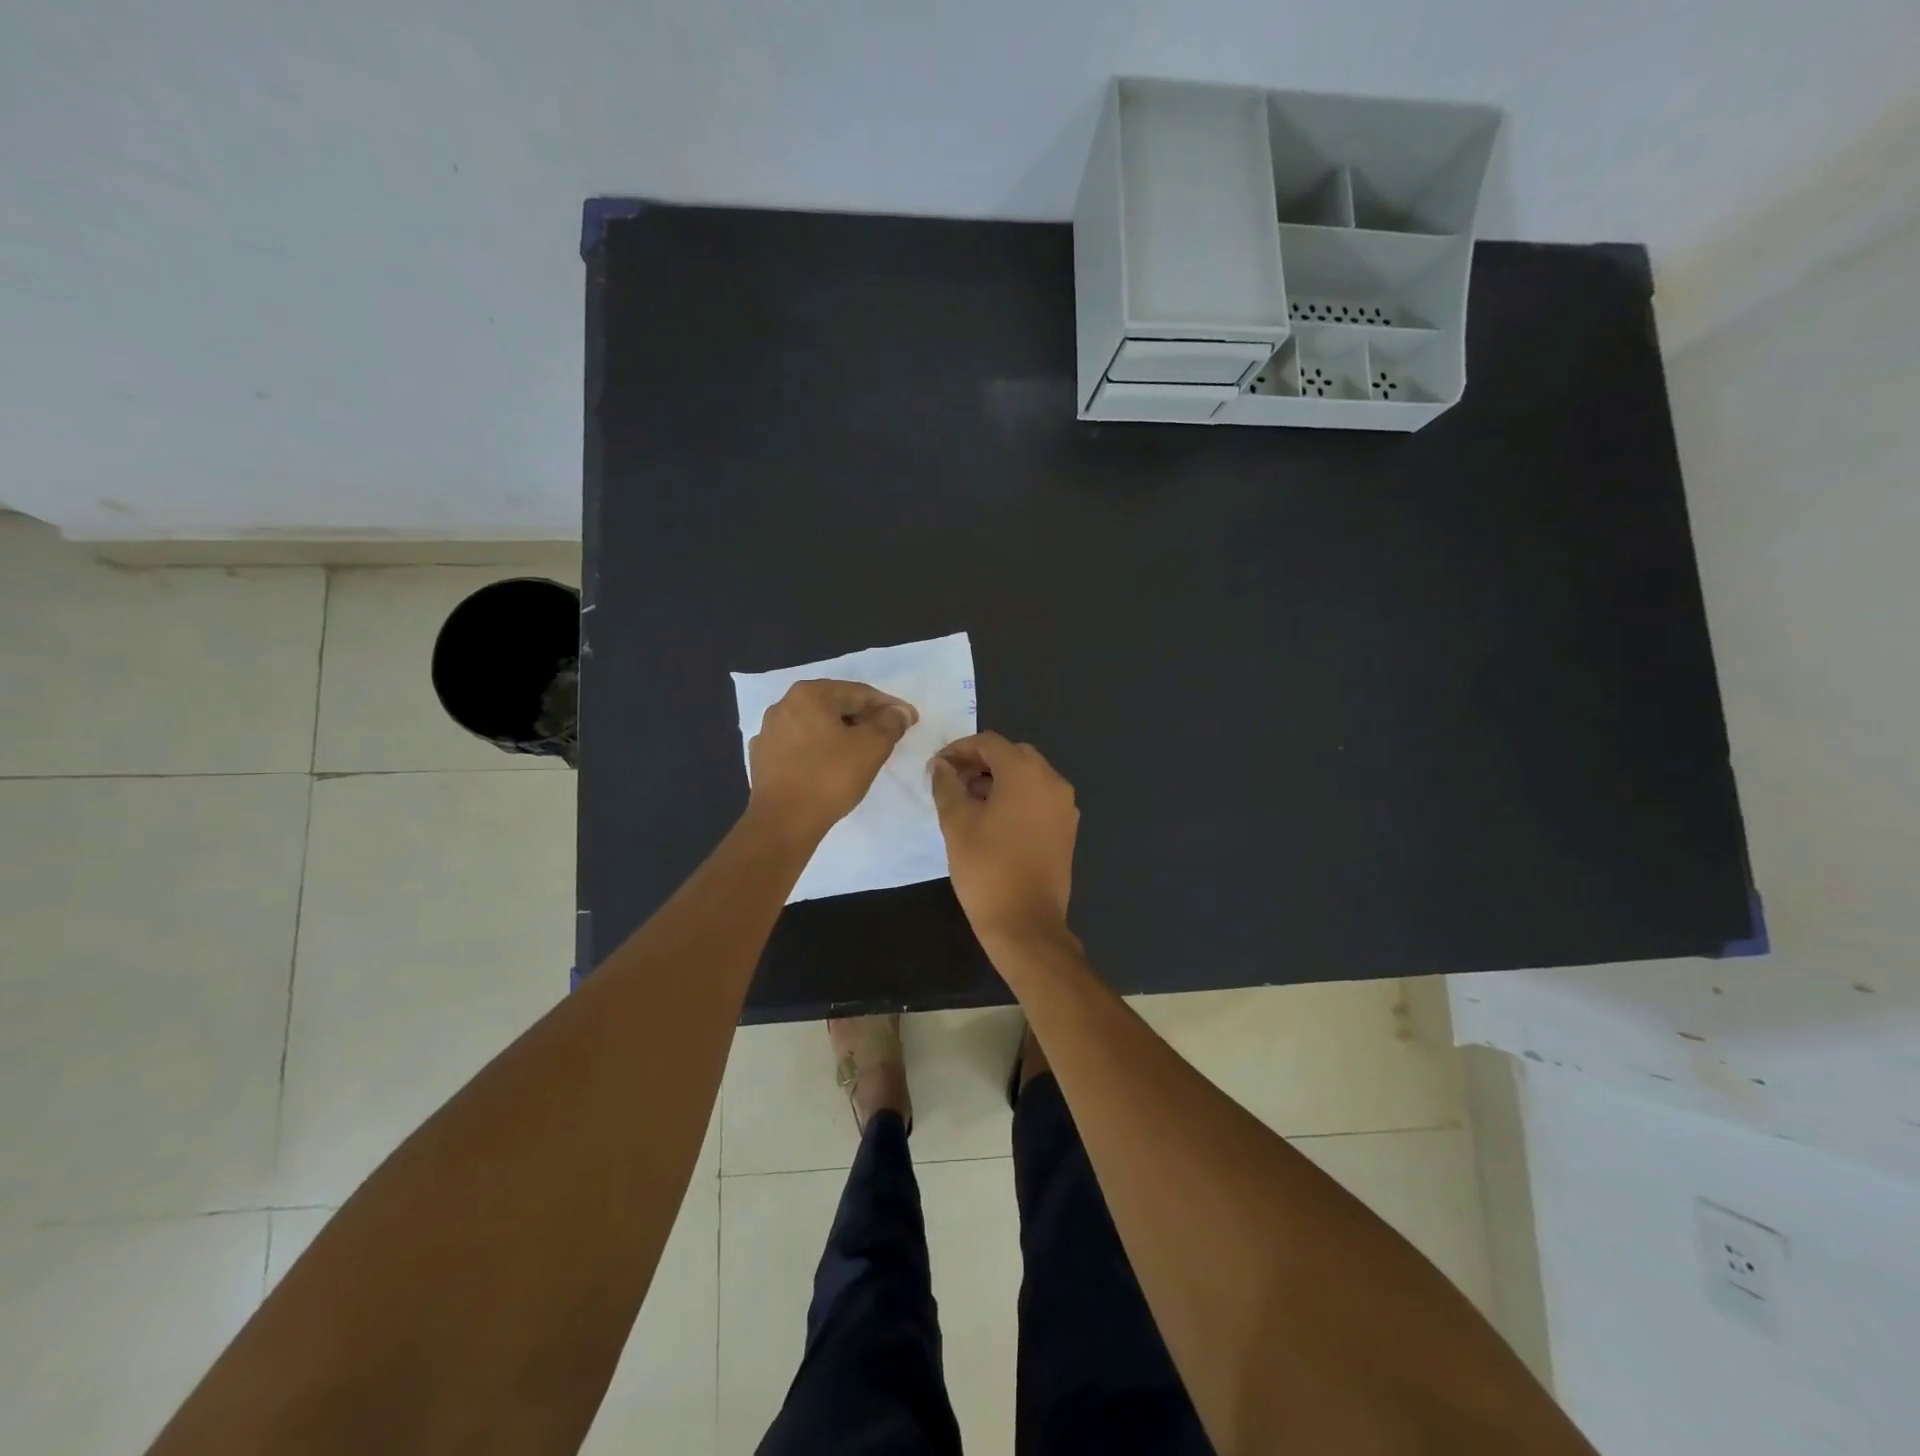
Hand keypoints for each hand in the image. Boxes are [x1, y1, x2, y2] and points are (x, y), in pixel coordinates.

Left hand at [748, 680, 916, 838]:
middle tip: (889, 734)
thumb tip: (900, 711)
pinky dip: (820, 749)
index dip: (889, 706)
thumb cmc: (830, 778)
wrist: (782, 823)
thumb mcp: (871, 747)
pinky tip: (831, 765)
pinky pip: (800, 745)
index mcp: (809, 694)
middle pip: (836, 705)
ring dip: (842, 733)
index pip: (859, 693)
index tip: (910, 719)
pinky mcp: (762, 758)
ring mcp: (769, 732)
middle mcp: (784, 705)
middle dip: (865, 718)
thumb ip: (890, 723)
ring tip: (863, 751)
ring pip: (816, 725)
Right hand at [929, 732, 1078, 945]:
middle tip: (952, 781)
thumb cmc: (986, 869)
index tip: (937, 766)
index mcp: (1026, 773)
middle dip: (980, 762)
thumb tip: (940, 766)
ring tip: (969, 801)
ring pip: (1028, 775)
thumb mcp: (956, 823)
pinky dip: (1017, 796)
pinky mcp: (1067, 827)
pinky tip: (994, 819)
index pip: (989, 743)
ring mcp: (1064, 805)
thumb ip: (946, 785)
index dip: (959, 749)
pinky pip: (1040, 797)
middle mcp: (1052, 781)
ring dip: (999, 779)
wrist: (1026, 923)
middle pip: (1013, 754)